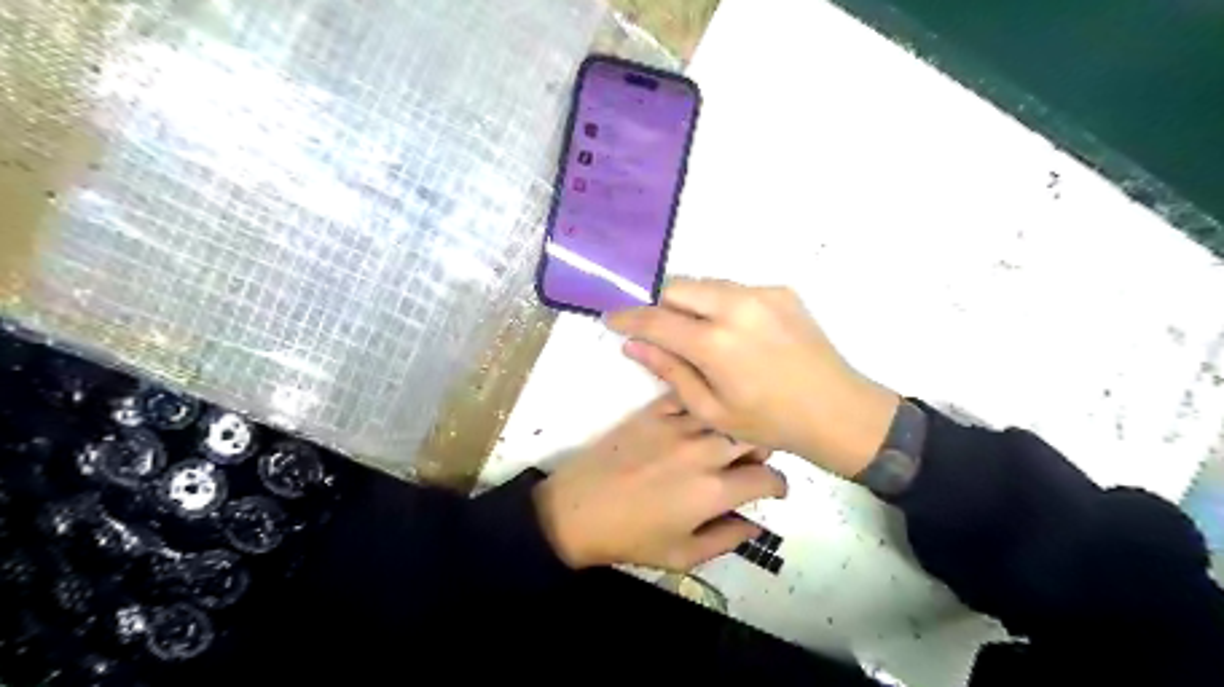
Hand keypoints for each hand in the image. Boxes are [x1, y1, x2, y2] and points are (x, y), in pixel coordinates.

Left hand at [535, 395, 783, 570]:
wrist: (576, 510)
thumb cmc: (630, 538)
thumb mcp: (682, 555)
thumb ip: (726, 539)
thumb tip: (755, 526)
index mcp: (713, 490)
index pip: (767, 477)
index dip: (778, 486)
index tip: (773, 491)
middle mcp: (702, 451)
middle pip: (753, 436)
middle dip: (761, 450)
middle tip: (751, 464)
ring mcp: (676, 425)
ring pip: (724, 412)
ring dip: (733, 426)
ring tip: (725, 441)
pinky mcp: (652, 411)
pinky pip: (688, 397)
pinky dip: (700, 406)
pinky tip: (696, 420)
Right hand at [604, 280, 895, 477]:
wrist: (837, 410)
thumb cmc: (769, 421)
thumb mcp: (711, 408)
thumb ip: (669, 370)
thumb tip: (632, 345)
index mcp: (715, 343)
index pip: (656, 319)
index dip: (628, 318)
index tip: (611, 320)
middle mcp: (736, 307)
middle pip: (677, 288)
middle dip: (662, 307)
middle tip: (663, 335)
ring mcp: (762, 294)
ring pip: (705, 284)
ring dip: (691, 304)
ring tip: (702, 336)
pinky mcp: (781, 291)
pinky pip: (734, 288)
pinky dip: (721, 304)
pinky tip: (736, 333)